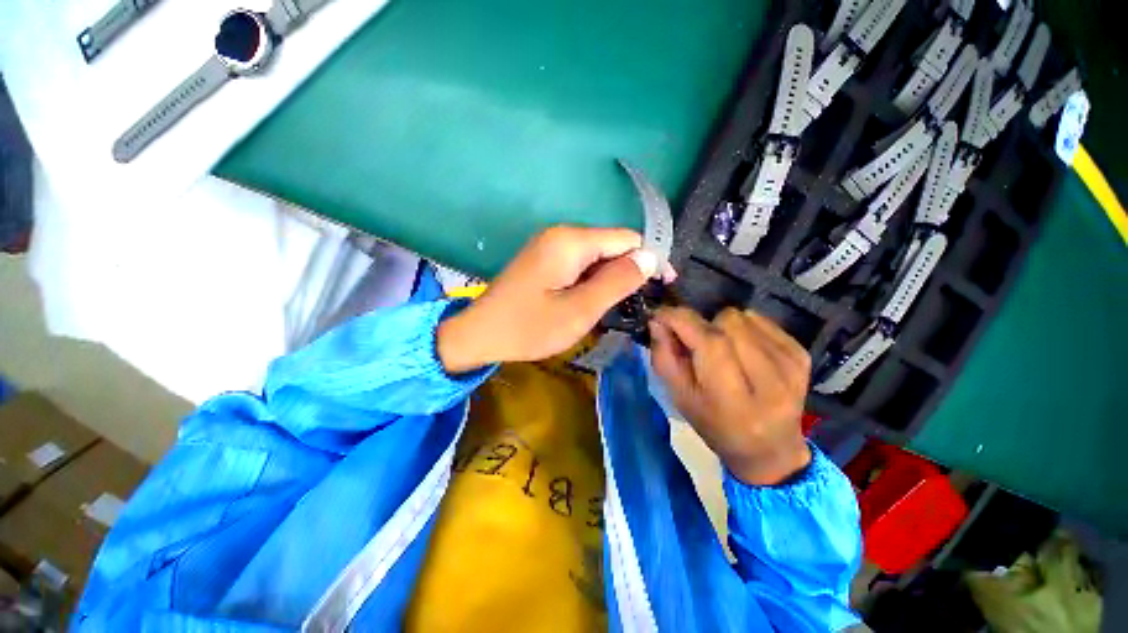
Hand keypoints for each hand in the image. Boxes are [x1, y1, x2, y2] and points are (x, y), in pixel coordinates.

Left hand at [438, 225, 672, 371]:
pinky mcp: (544, 260)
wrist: (479, 334)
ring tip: (612, 307)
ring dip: (610, 279)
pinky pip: (579, 264)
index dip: (649, 259)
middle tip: (634, 305)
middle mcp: (561, 235)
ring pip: (596, 256)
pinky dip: (592, 281)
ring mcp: (550, 246)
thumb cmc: (528, 327)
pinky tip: (590, 301)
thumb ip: (617, 282)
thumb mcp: (579, 310)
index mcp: (571, 241)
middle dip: (628, 271)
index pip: (626, 239)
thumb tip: (650, 257)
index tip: (663, 285)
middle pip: (611, 245)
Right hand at [649, 306, 811, 485]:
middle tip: (693, 341)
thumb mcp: (680, 397)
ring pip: (742, 317)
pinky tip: (741, 350)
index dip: (681, 320)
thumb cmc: (715, 425)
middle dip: (701, 325)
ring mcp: (791, 365)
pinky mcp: (802, 354)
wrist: (770, 449)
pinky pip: (760, 320)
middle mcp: (771, 381)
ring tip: (721, 349)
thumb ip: (664, 357)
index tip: (660, 314)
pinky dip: (742, 328)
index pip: (710, 343)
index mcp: (734, 401)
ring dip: (721, 326)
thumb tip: (658, 320)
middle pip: (727, 322)